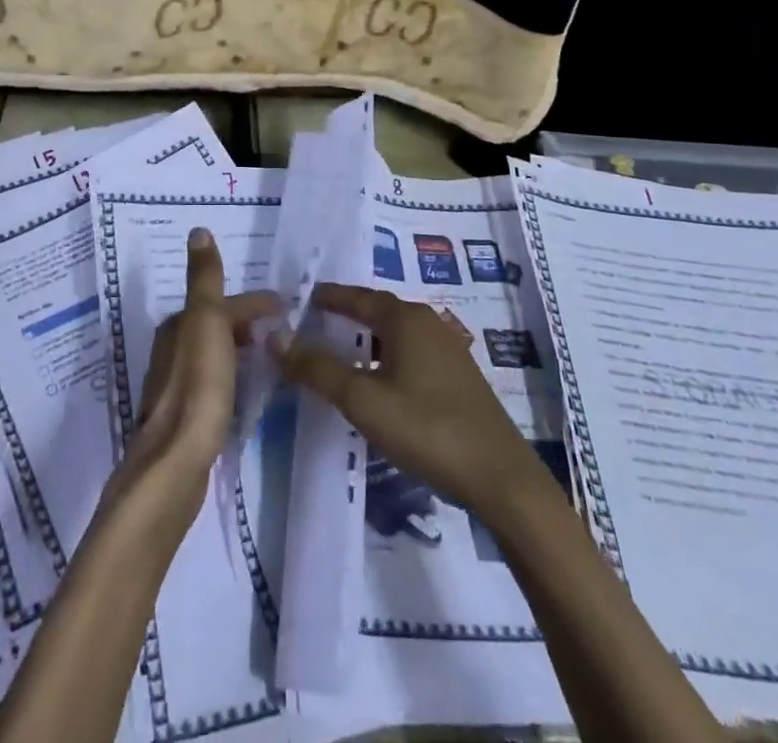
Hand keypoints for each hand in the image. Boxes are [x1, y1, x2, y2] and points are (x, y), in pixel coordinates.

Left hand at [119, 228, 279, 508]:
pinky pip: (212, 382)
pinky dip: (231, 376)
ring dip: (238, 350)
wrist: (176, 461)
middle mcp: (170, 349)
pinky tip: (244, 393)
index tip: (286, 309)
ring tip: (268, 360)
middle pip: (214, 325)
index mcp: (177, 325)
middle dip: (246, 324)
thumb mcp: (206, 320)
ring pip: (212, 354)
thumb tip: (198, 230)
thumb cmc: (198, 385)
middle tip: (280, 333)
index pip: (221, 301)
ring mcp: (174, 384)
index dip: (253, 303)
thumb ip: (205, 279)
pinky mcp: (183, 417)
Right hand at [274, 282, 536, 515]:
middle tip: (315, 323)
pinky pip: (412, 355)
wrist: (502, 481)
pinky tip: (379, 383)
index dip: (329, 297)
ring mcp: (449, 352)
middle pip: (379, 311)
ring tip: (341, 352)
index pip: (357, 297)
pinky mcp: (459, 380)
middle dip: (348, 315)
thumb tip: (275, 337)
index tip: (302, 298)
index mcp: (406, 319)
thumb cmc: (427, 429)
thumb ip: (316, 368)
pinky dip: (387, 358)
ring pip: (397, 335)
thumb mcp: (362, 399)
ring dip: (368, 339)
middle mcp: (429, 324)